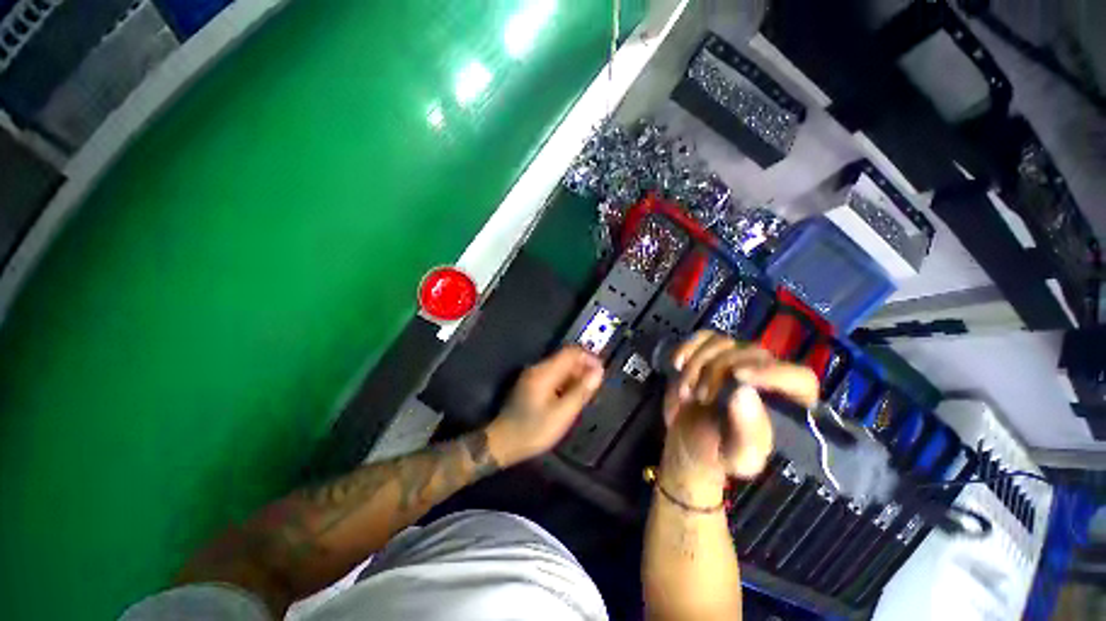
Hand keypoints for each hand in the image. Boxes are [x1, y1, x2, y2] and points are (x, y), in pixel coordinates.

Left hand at [487, 346, 604, 465]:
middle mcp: (538, 368)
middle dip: (583, 368)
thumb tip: (598, 371)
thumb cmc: (534, 429)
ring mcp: (533, 375)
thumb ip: (581, 390)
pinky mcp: (531, 384)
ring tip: (586, 393)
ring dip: (575, 376)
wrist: (503, 442)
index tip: (600, 372)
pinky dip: (566, 382)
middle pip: (566, 358)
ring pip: (560, 367)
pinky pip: (553, 375)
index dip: (589, 357)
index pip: (571, 352)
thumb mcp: (562, 413)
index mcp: (545, 372)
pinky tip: (571, 397)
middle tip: (595, 386)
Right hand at [660, 331, 818, 494]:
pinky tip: (677, 363)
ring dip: (697, 365)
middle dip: (718, 373)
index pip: (799, 378)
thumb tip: (744, 392)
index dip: (773, 373)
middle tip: (700, 397)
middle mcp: (768, 376)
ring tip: (687, 392)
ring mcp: (738, 360)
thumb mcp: (738, 457)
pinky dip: (687, 347)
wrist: (690, 441)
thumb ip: (748, 433)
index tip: (737, 377)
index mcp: (789, 406)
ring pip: (723, 343)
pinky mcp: (713, 353)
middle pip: (752, 353)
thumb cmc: (720, 453)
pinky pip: (703, 337)